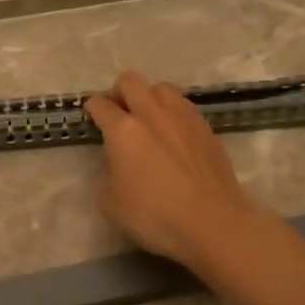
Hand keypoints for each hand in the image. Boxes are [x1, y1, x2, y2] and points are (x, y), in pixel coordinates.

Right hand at [84, 71, 267, 270]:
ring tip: (149, 119)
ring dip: (149, 97)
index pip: (100, 104)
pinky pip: (184, 106)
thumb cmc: (155, 215)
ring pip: (161, 88)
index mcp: (123, 130)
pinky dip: (172, 113)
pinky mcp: (206, 128)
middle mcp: (152, 114)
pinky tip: (173, 134)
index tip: (92, 117)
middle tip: (119, 113)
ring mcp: (183, 117)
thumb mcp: (110, 202)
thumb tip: (117, 162)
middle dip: (119, 92)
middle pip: (130, 81)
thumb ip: (108, 173)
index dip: (92, 108)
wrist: (213, 222)